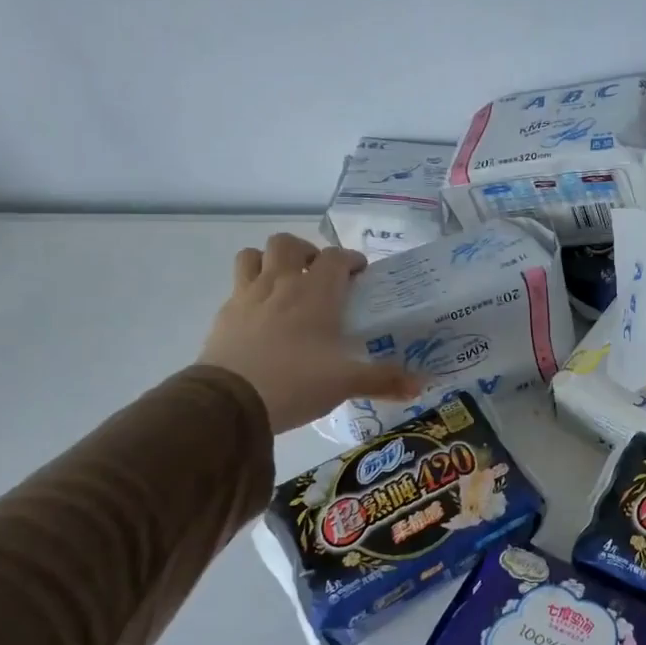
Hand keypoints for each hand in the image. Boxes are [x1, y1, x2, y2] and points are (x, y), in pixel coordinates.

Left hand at [198, 233, 421, 432]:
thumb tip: (421, 385)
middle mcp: (281, 284)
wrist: (230, 401)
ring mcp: (248, 296)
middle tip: (320, 275)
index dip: (350, 260)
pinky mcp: (224, 314)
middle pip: (288, 244)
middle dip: (306, 252)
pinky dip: (252, 290)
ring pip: (254, 255)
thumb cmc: (296, 382)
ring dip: (270, 261)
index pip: (336, 257)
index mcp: (316, 294)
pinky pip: (237, 286)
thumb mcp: (346, 383)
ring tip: (285, 284)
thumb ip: (384, 380)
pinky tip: (262, 315)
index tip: (360, 274)